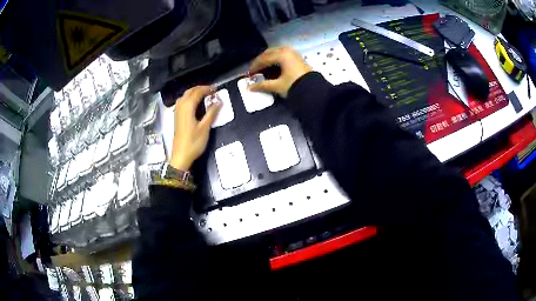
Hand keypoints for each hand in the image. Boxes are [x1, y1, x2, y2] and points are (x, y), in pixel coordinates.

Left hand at [170, 86, 220, 169]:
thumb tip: (218, 102)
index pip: (197, 92)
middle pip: (190, 91)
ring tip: (204, 95)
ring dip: (194, 92)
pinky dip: (190, 98)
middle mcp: (181, 106)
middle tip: (211, 91)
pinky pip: (183, 101)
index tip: (216, 89)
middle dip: (200, 89)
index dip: (207, 89)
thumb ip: (211, 113)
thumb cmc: (193, 142)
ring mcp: (177, 111)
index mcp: (187, 107)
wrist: (181, 156)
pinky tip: (195, 103)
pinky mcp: (177, 117)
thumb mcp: (205, 128)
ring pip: (185, 95)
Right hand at [248, 46, 311, 97]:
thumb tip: (249, 88)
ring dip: (268, 58)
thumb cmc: (294, 85)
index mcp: (281, 55)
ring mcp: (293, 52)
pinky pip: (283, 54)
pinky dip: (276, 58)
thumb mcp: (277, 86)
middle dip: (261, 60)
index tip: (249, 73)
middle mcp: (287, 50)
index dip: (255, 66)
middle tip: (255, 69)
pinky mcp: (297, 57)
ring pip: (276, 52)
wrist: (314, 90)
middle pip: (269, 53)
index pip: (264, 58)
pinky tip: (274, 65)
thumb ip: (263, 85)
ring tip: (263, 67)